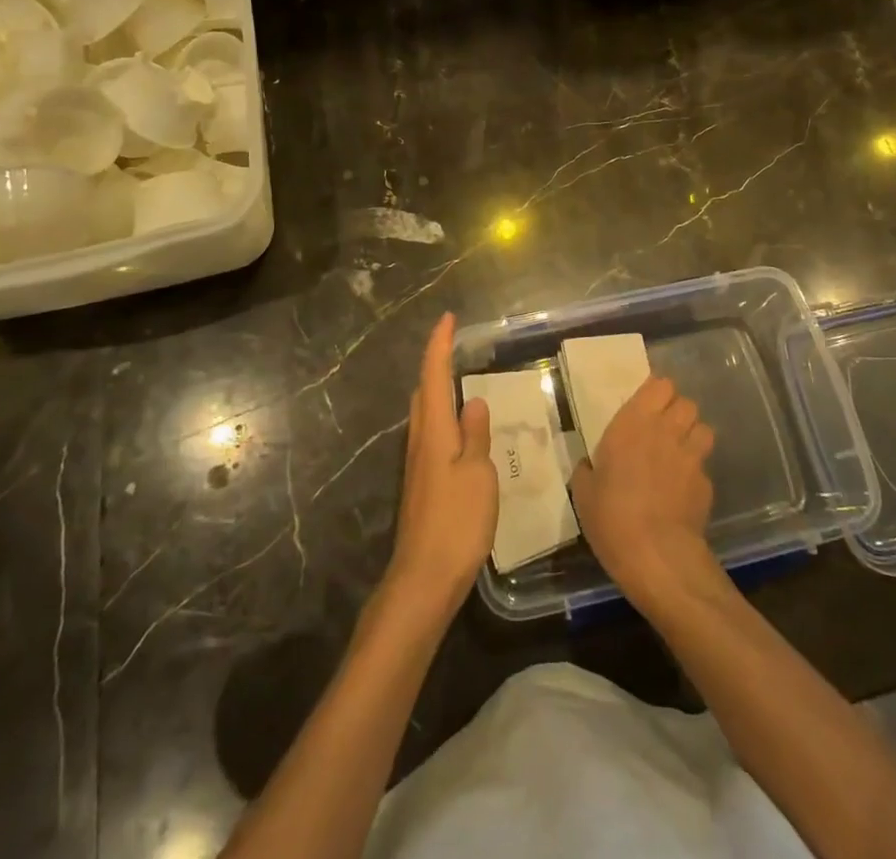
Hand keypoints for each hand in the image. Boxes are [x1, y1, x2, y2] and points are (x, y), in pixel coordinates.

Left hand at [385, 313, 497, 617]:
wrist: (424, 577)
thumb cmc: (456, 522)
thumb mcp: (477, 475)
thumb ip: (476, 435)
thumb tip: (474, 400)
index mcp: (434, 430)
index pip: (434, 375)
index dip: (439, 344)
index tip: (448, 318)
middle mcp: (420, 439)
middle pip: (424, 390)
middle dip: (435, 363)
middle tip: (455, 345)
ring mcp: (417, 463)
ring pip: (425, 412)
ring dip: (438, 388)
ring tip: (460, 379)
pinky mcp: (421, 482)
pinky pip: (430, 432)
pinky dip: (442, 415)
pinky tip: (459, 428)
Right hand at [570, 376, 717, 609]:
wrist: (656, 555)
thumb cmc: (611, 516)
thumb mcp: (584, 492)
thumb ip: (588, 469)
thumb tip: (589, 465)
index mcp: (633, 423)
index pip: (660, 385)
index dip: (657, 393)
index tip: (646, 406)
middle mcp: (666, 431)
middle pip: (686, 402)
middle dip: (677, 411)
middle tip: (662, 429)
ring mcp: (691, 457)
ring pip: (703, 428)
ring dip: (692, 435)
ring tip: (679, 452)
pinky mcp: (707, 484)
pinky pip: (704, 465)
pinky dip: (696, 471)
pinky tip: (684, 489)